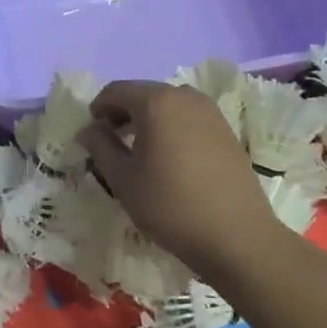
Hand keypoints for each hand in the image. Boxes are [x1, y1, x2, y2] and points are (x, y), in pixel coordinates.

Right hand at [79, 81, 279, 285]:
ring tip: (138, 150)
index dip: (98, 108)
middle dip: (122, 113)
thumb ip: (100, 146)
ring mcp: (211, 112)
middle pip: (143, 93)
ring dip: (147, 120)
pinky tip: (168, 158)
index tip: (91, 133)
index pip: (116, 91)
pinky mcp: (226, 131)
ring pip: (168, 105)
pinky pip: (188, 118)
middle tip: (110, 141)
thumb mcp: (122, 178)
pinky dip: (170, 128)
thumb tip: (90, 130)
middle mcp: (185, 97)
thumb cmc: (170, 205)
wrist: (236, 236)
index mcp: (157, 102)